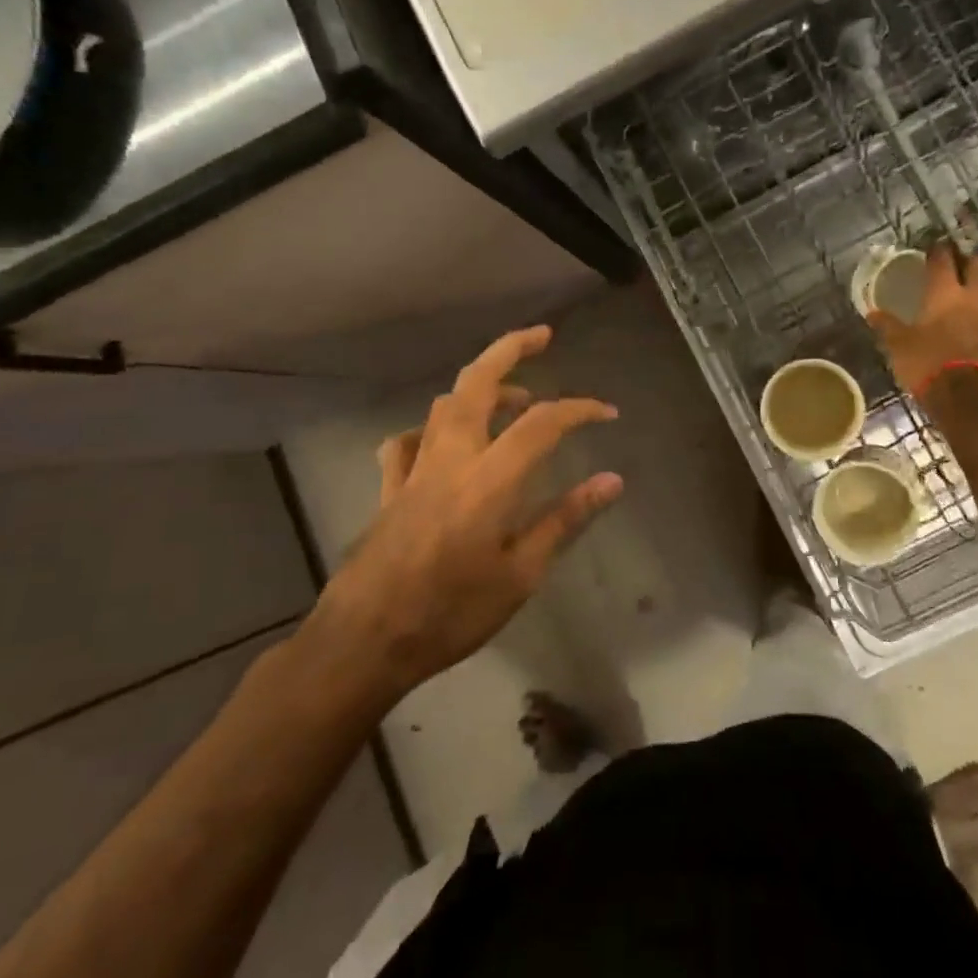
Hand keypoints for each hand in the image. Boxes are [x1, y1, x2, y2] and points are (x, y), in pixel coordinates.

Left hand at [320, 326, 623, 691]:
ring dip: (481, 388)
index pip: (543, 423)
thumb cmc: (451, 612)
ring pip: (444, 405)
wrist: (365, 642)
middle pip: (477, 382)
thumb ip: (566, 519)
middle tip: (542, 335)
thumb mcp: (522, 574)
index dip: (580, 409)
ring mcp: (414, 469)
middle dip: (510, 349)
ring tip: (514, 398)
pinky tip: (444, 442)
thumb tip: (612, 481)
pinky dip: (431, 429)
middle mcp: (451, 458)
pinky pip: (407, 442)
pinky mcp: (390, 488)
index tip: (607, 412)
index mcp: (489, 478)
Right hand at [867, 243, 977, 395]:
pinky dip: (976, 316)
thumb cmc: (928, 362)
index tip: (931, 246)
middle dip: (965, 261)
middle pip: (977, 266)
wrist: (969, 399)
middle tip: (952, 264)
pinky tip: (964, 325)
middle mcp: (972, 298)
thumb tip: (872, 313)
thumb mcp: (899, 345)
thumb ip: (887, 326)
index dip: (937, 250)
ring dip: (972, 290)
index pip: (943, 259)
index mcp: (945, 293)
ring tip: (955, 298)